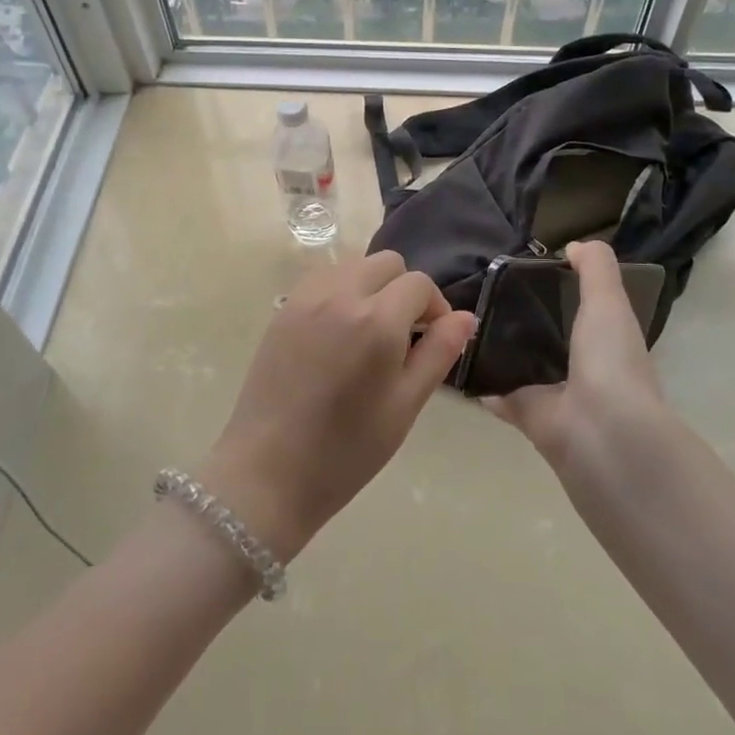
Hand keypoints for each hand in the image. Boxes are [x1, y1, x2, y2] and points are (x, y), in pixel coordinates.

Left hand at [201, 251, 475, 562]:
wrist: (268, 472)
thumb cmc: (346, 450)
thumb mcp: (405, 405)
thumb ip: (438, 353)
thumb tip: (465, 317)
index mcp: (377, 319)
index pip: (420, 284)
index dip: (436, 308)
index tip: (433, 340)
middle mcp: (341, 294)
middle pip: (387, 263)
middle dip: (405, 290)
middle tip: (405, 335)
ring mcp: (306, 298)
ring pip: (353, 265)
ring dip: (372, 286)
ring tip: (370, 333)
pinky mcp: (283, 309)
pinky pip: (324, 280)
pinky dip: (342, 291)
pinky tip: (339, 334)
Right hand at [483, 240, 669, 473]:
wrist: (599, 432)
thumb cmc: (610, 359)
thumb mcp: (608, 300)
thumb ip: (595, 267)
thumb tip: (573, 246)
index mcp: (606, 342)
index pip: (582, 312)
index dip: (559, 290)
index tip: (525, 271)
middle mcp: (582, 368)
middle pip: (547, 337)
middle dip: (521, 319)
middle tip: (484, 292)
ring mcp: (553, 394)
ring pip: (521, 365)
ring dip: (499, 349)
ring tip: (465, 320)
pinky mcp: (525, 414)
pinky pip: (498, 393)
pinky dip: (480, 381)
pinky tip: (457, 358)